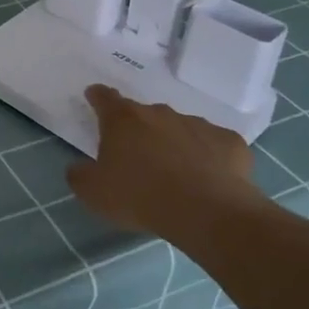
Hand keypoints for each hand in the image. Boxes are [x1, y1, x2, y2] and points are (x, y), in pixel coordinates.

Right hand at [67, 85, 261, 236]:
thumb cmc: (140, 196)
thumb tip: (79, 167)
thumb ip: (80, 174)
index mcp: (123, 120)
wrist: (207, 211)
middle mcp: (160, 113)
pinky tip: (209, 179)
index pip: (105, 98)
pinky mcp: (229, 142)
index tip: (95, 97)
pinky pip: (214, 145)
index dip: (98, 97)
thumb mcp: (93, 193)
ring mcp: (198, 124)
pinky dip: (209, 157)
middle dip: (140, 130)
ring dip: (175, 143)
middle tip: (139, 156)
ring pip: (180, 128)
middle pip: (144, 115)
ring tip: (176, 174)